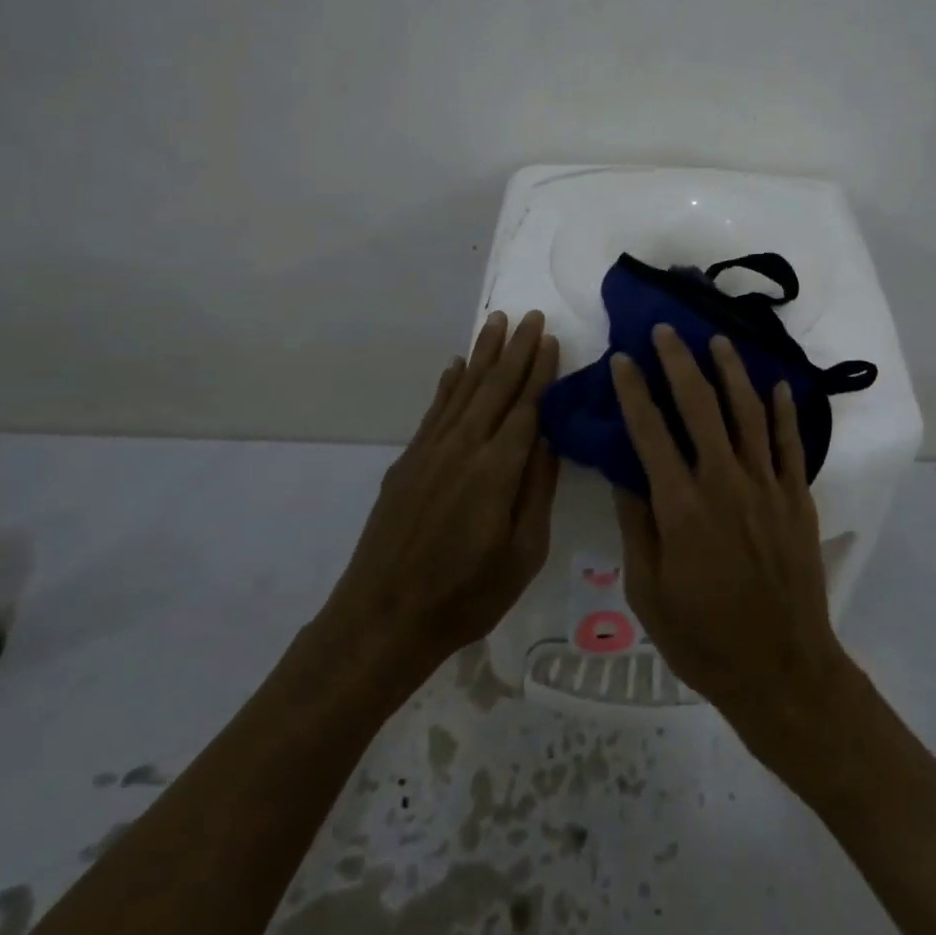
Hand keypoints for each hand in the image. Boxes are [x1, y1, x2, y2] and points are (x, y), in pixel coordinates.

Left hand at [324, 309, 559, 702]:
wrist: (383, 619)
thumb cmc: (467, 595)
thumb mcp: (523, 554)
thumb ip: (538, 490)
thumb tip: (549, 438)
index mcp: (498, 469)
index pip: (526, 406)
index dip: (540, 370)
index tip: (551, 338)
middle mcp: (464, 447)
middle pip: (495, 386)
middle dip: (516, 349)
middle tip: (531, 315)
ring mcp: (430, 451)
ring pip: (463, 389)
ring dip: (483, 354)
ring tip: (497, 322)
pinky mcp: (408, 462)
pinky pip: (435, 410)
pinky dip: (448, 384)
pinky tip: (456, 366)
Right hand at [611, 324, 857, 755]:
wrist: (781, 669)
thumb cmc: (703, 639)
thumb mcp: (648, 592)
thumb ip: (637, 525)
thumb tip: (623, 471)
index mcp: (681, 507)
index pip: (650, 432)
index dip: (634, 391)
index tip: (623, 359)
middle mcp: (724, 483)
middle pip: (700, 407)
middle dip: (680, 363)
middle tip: (667, 331)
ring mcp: (766, 487)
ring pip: (748, 413)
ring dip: (732, 372)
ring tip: (717, 341)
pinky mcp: (796, 499)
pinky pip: (790, 445)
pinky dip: (784, 412)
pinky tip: (776, 386)